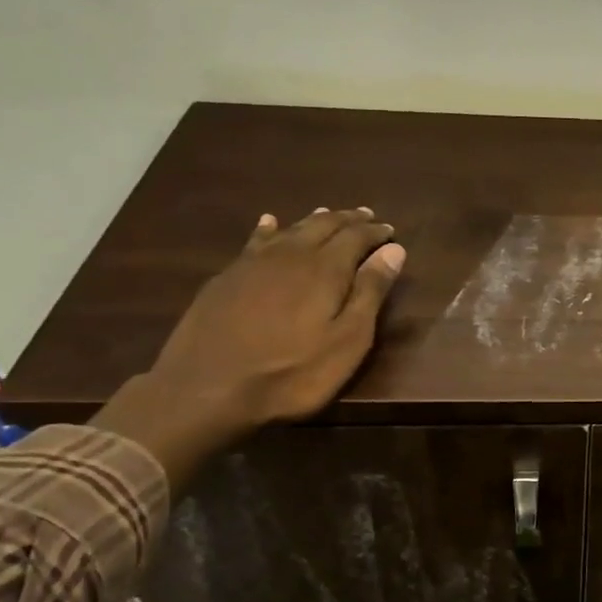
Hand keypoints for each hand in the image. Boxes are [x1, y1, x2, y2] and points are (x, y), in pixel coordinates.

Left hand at [93, 207, 405, 489]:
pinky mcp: (227, 277)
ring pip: (291, 229)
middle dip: (347, 220)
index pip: (356, 238)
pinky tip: (270, 223)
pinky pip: (256, 241)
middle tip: (365, 216)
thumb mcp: (348, 340)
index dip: (375, 232)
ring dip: (314, 220)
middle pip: (323, 226)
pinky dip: (270, 229)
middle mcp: (291, 255)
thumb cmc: (293, 372)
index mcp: (326, 269)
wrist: (208, 387)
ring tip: (328, 213)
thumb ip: (370, 292)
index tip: (391, 230)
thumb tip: (393, 250)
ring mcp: (254, 263)